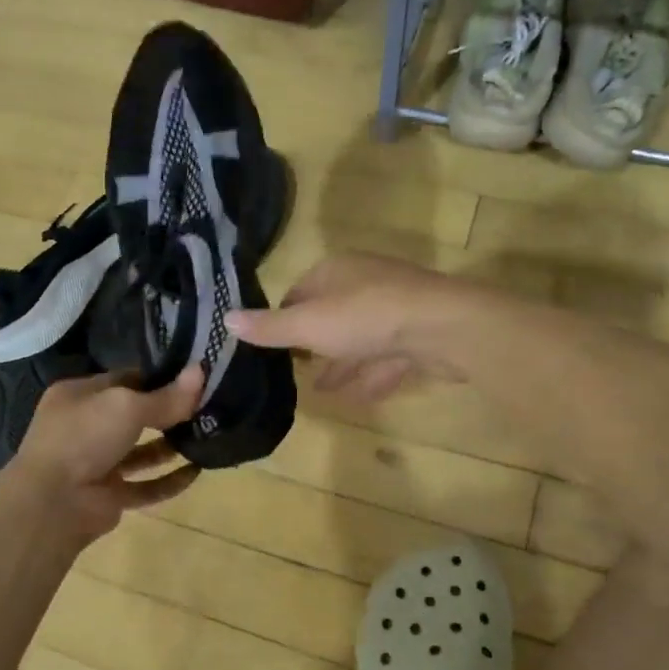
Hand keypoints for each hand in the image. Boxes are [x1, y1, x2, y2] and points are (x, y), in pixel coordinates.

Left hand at [7, 367, 204, 540]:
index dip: (159, 378)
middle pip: (134, 415)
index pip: (125, 379)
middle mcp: (86, 427)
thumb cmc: (84, 437)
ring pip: (141, 452)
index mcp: (79, 396)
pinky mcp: (109, 496)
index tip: (195, 379)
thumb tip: (201, 372)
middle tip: (207, 408)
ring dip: (171, 446)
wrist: (54, 502)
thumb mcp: (127, 406)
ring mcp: (97, 464)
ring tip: (207, 437)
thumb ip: (166, 396)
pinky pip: (145, 486)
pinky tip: (197, 472)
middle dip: (168, 413)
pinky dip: (169, 481)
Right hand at [227, 253, 471, 402]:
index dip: (283, 320)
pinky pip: (387, 356)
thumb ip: (269, 327)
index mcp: (336, 272)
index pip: (299, 293)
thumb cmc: (366, 317)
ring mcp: (396, 308)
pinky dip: (372, 375)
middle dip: (313, 345)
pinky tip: (361, 397)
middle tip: (295, 372)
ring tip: (324, 391)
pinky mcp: (419, 334)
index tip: (271, 348)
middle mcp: (365, 283)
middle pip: (330, 316)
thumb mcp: (307, 325)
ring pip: (360, 338)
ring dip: (342, 364)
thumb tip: (224, 319)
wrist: (444, 328)